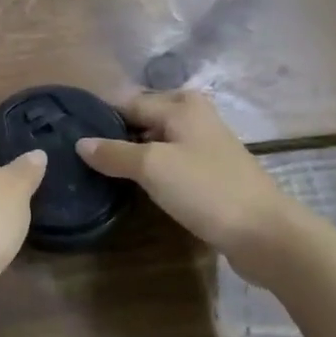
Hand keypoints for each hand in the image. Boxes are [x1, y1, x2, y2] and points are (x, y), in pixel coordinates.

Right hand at [76, 90, 304, 286]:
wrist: (266, 234)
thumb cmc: (206, 189)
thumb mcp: (153, 167)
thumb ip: (114, 153)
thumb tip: (80, 143)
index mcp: (181, 105)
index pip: (126, 102)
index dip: (100, 118)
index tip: (69, 134)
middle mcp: (193, 117)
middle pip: (141, 119)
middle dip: (115, 135)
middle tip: (81, 156)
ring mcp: (204, 146)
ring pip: (155, 142)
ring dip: (132, 155)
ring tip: (100, 171)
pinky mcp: (210, 173)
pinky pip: (169, 162)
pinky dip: (151, 171)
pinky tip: (134, 186)